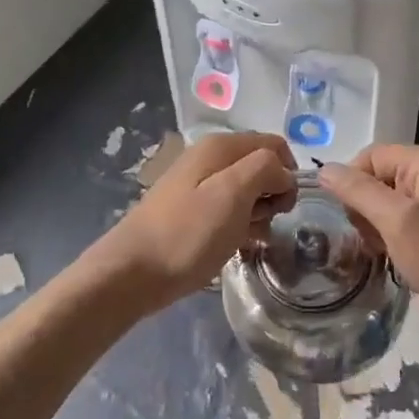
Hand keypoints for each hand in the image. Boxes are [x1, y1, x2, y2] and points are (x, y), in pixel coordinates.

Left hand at [99, 131, 296, 310]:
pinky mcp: (190, 209)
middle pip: (260, 165)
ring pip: (246, 189)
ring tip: (249, 239)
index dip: (287, 173)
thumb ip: (265, 170)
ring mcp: (197, 183)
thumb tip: (283, 172)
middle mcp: (209, 156)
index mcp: (220, 146)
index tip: (283, 207)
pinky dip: (239, 223)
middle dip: (272, 194)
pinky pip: (228, 208)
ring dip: (257, 213)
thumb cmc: (187, 233)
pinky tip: (237, 245)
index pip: (274, 145)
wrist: (131, 273)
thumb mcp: (233, 195)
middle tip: (263, 224)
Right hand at [319, 144, 418, 345]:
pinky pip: (409, 224)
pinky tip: (400, 263)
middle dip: (365, 209)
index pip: (369, 156)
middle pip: (379, 178)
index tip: (349, 220)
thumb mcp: (398, 222)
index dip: (352, 184)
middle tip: (370, 242)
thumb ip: (360, 192)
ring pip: (392, 205)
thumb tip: (325, 169)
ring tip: (385, 256)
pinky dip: (397, 241)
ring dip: (379, 229)